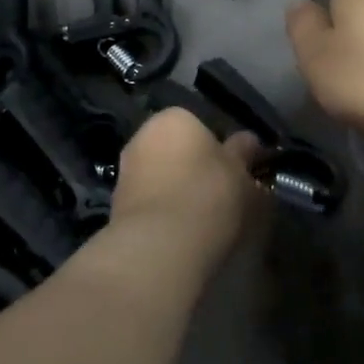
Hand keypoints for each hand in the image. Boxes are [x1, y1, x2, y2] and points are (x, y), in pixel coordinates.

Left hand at [108, 108, 267, 260]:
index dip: (221, 150)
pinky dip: (164, 211)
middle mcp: (144, 135)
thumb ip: (243, 154)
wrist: (160, 245)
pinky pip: (150, 201)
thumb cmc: (209, 195)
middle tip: (222, 195)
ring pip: (162, 176)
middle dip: (196, 168)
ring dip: (179, 191)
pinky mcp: (116, 204)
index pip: (201, 126)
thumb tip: (248, 141)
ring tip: (204, 219)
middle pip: (178, 150)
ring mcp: (126, 170)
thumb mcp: (241, 174)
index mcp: (175, 118)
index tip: (236, 173)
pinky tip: (182, 232)